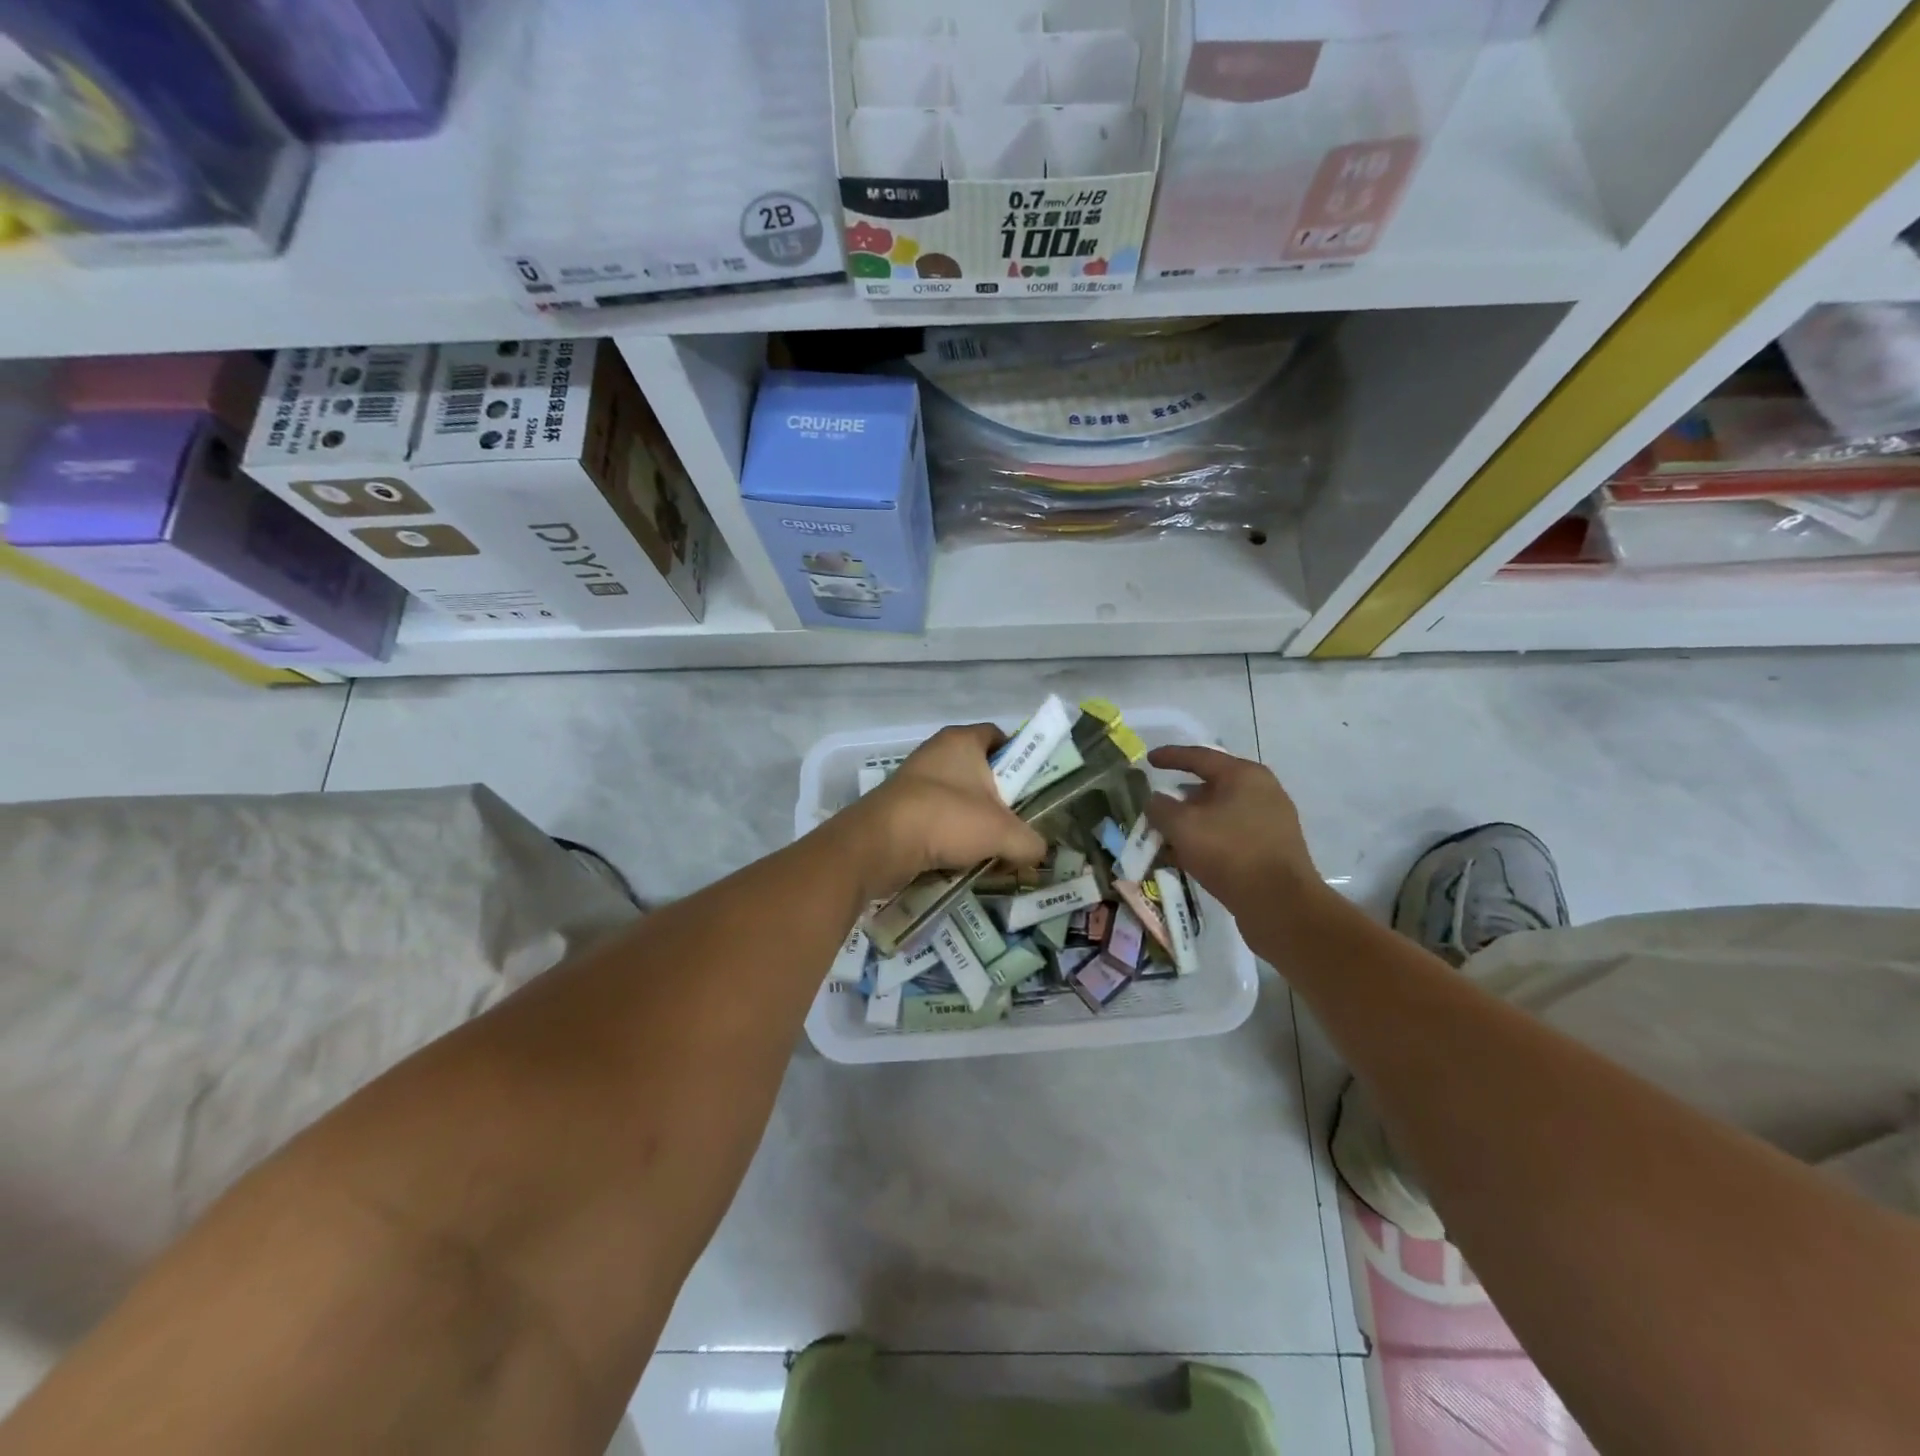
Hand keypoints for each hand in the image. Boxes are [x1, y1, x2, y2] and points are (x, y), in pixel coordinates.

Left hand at [838, 724, 1047, 899]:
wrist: (880, 845)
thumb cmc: (947, 819)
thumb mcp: (1003, 833)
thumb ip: (1030, 842)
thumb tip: (1037, 853)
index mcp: (962, 741)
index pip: (1000, 737)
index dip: (1020, 759)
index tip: (1032, 789)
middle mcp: (937, 753)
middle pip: (981, 774)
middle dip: (1000, 803)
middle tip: (1016, 828)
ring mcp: (915, 780)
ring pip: (959, 800)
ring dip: (975, 825)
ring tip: (992, 853)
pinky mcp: (900, 807)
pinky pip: (937, 819)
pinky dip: (950, 838)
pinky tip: (962, 862)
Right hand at [1146, 745, 1330, 916]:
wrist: (1280, 905)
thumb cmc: (1229, 853)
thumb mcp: (1182, 827)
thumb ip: (1160, 807)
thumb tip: (1155, 801)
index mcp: (1244, 775)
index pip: (1199, 756)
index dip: (1170, 756)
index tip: (1149, 760)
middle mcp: (1263, 791)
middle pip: (1213, 785)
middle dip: (1182, 795)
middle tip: (1159, 804)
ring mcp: (1273, 820)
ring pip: (1222, 812)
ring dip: (1195, 821)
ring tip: (1170, 835)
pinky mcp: (1275, 848)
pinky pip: (1233, 833)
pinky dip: (1210, 838)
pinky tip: (1192, 855)